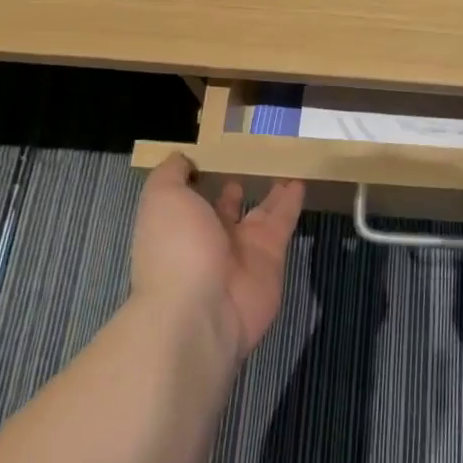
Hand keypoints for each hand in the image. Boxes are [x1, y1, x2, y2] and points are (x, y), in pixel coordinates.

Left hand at [130, 154, 305, 359]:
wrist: (201, 310)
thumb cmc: (176, 247)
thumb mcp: (162, 198)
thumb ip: (171, 174)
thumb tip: (182, 158)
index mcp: (179, 226)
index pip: (191, 198)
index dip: (200, 177)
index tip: (215, 152)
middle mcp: (209, 239)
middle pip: (226, 208)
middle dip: (235, 189)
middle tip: (253, 162)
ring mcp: (242, 251)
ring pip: (260, 213)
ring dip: (271, 194)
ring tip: (283, 168)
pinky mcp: (272, 257)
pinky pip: (283, 223)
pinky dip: (292, 203)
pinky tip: (300, 181)